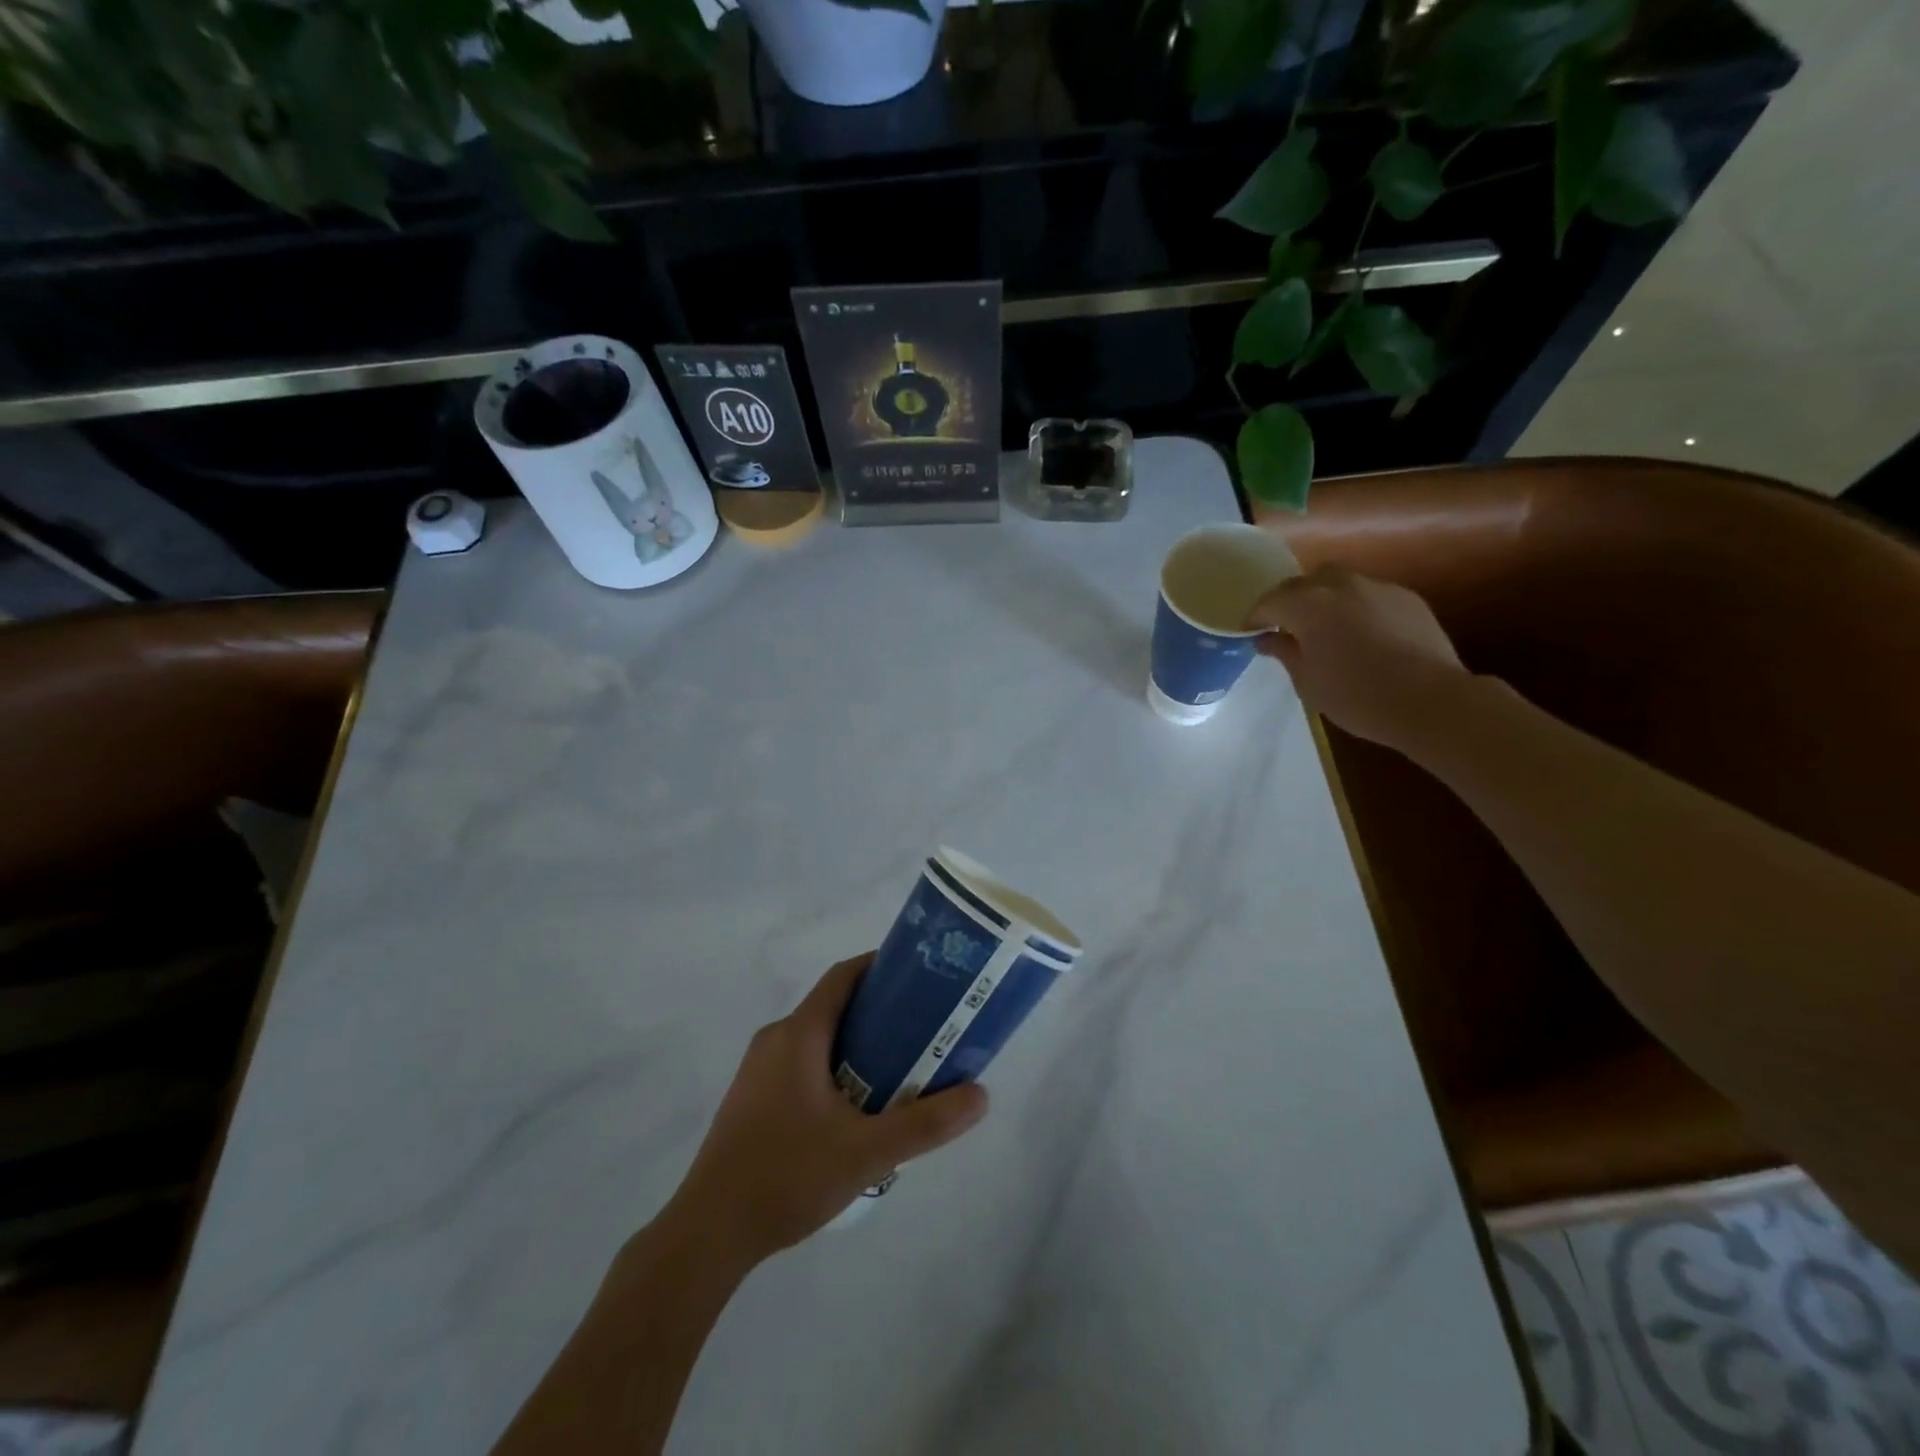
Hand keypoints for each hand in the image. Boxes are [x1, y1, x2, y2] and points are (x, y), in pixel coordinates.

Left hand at [665, 954, 988, 1267]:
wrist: (709, 1232)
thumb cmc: (787, 1175)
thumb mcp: (867, 1152)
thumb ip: (925, 1124)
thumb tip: (981, 1095)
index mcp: (799, 1033)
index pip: (843, 976)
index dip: (880, 966)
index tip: (919, 976)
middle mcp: (775, 1038)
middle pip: (833, 1005)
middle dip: (878, 1011)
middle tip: (921, 1030)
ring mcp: (757, 1069)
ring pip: (816, 1037)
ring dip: (855, 1042)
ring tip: (896, 1069)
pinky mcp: (750, 1097)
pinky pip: (799, 1062)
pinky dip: (832, 1066)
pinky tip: (853, 1107)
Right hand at [1244, 566, 1469, 754]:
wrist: (1430, 701)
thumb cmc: (1356, 696)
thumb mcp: (1307, 681)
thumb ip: (1284, 652)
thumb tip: (1266, 639)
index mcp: (1308, 605)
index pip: (1270, 602)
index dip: (1255, 618)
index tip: (1250, 634)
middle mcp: (1341, 585)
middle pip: (1304, 582)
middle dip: (1290, 600)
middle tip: (1286, 627)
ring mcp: (1378, 588)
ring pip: (1339, 583)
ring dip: (1324, 600)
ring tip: (1324, 629)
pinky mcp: (1407, 598)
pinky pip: (1369, 595)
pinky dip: (1355, 607)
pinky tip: (1361, 635)